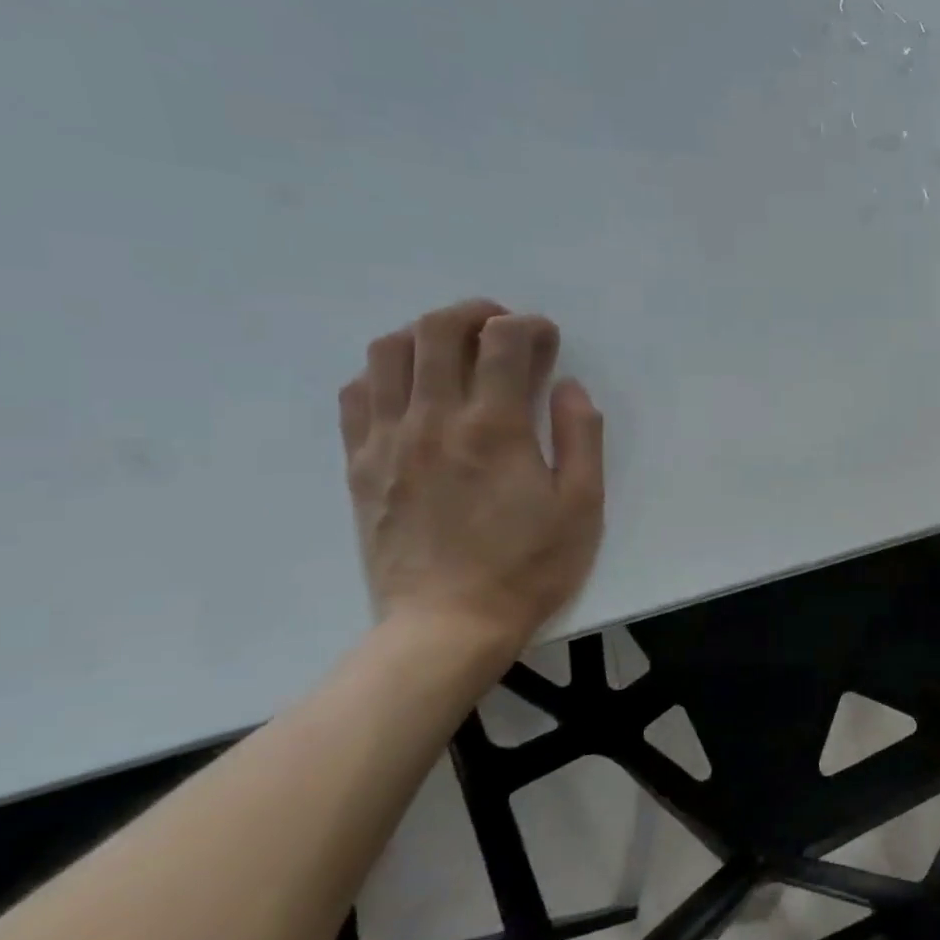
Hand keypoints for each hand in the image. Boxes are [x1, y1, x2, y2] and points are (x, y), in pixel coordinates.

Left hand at [338, 299, 604, 648]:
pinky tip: (411, 390)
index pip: (504, 341)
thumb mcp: (582, 506)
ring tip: (454, 350)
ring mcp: (388, 441)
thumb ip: (581, 437)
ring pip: (388, 352)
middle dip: (475, 313)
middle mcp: (434, 420)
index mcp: (495, 428)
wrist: (447, 626)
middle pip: (437, 331)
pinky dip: (384, 373)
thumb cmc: (529, 567)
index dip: (530, 325)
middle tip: (501, 328)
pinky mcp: (360, 466)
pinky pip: (357, 395)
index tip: (547, 338)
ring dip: (425, 334)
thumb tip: (568, 386)